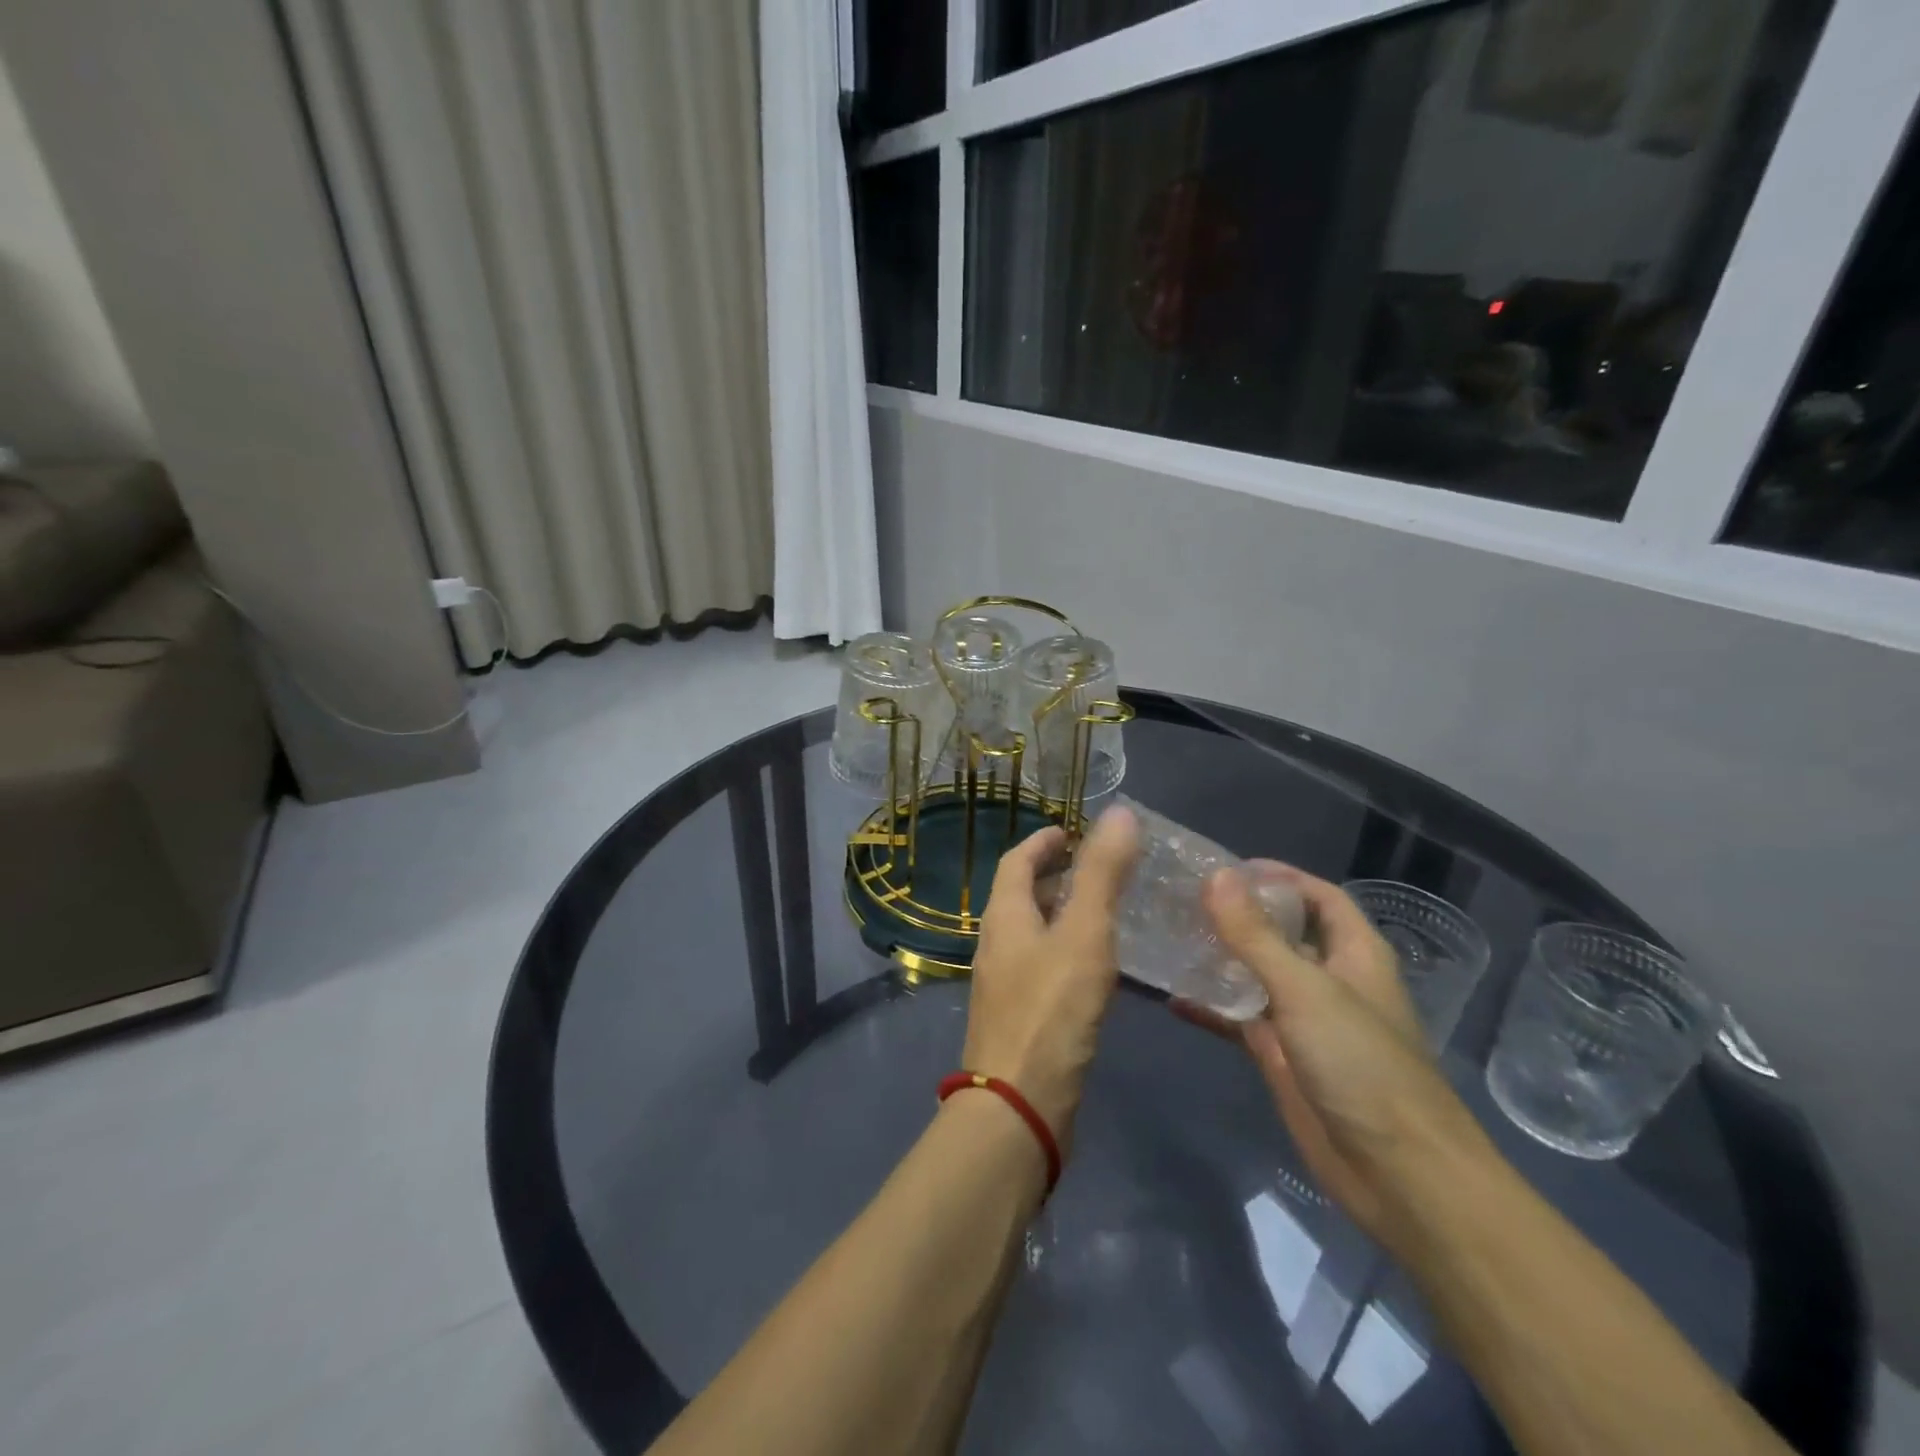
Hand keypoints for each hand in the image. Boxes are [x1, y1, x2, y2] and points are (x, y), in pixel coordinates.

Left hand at [960, 805, 1139, 1149]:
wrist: (1020, 1105)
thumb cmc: (1051, 1010)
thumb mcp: (1084, 934)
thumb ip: (1102, 875)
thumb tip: (1119, 813)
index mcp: (1004, 916)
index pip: (1016, 861)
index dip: (1043, 842)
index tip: (1072, 831)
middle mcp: (997, 943)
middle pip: (1021, 895)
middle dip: (1055, 876)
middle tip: (1099, 869)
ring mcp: (1005, 983)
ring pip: (1033, 932)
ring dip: (1062, 914)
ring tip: (1106, 912)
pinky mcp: (1020, 1016)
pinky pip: (1043, 966)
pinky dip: (1067, 950)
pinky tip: (1098, 967)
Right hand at [1177, 863, 1492, 1250]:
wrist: (1399, 1176)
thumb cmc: (1363, 1067)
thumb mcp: (1306, 991)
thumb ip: (1256, 935)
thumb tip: (1216, 876)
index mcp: (1354, 953)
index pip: (1318, 896)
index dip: (1279, 877)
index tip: (1223, 868)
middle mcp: (1329, 979)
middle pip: (1281, 932)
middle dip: (1238, 914)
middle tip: (1180, 897)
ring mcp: (1304, 1020)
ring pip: (1256, 975)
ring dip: (1219, 957)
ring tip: (1168, 935)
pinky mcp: (1282, 1057)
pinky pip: (1240, 1019)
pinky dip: (1211, 1007)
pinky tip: (1171, 996)